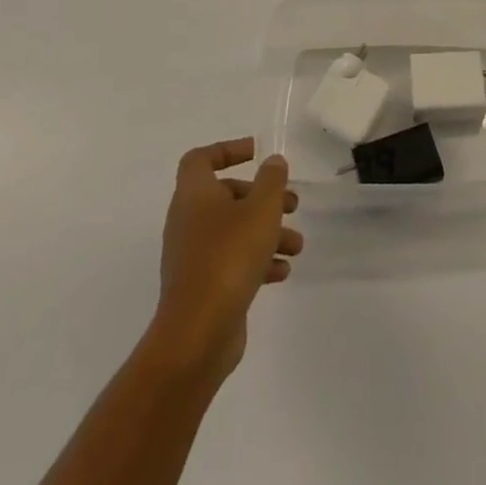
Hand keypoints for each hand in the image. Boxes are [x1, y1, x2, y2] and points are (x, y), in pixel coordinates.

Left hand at [152, 139, 302, 384]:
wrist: (197, 334)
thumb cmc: (229, 257)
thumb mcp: (261, 209)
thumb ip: (271, 180)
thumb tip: (273, 162)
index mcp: (194, 194)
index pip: (201, 158)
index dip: (228, 150)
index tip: (258, 154)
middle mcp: (188, 220)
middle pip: (226, 195)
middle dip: (262, 197)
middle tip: (292, 204)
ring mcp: (193, 256)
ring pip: (233, 230)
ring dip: (267, 232)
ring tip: (297, 245)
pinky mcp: (202, 286)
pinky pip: (231, 261)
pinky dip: (257, 261)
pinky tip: (282, 271)